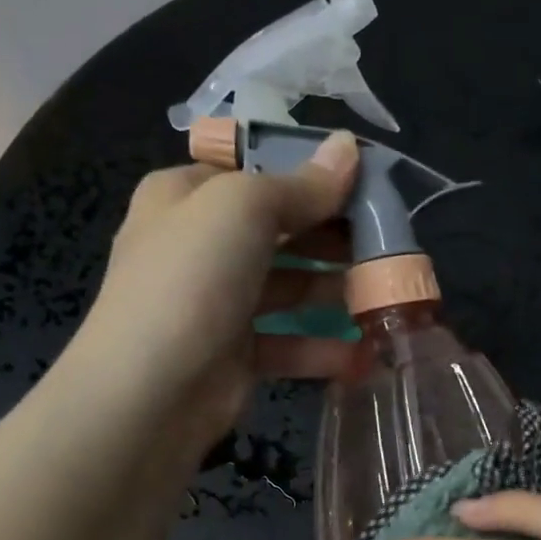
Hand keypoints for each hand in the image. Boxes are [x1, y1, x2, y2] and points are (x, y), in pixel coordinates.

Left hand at [68, 130, 359, 458]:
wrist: (151, 392)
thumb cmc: (192, 279)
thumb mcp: (244, 209)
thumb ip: (301, 183)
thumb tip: (350, 147)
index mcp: (187, 196)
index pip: (256, 171)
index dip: (310, 174)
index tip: (367, 185)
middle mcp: (201, 245)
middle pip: (280, 230)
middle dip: (334, 235)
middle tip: (390, 242)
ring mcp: (219, 303)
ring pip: (290, 287)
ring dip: (336, 290)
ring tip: (387, 293)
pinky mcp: (238, 354)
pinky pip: (289, 342)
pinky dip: (324, 347)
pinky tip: (364, 351)